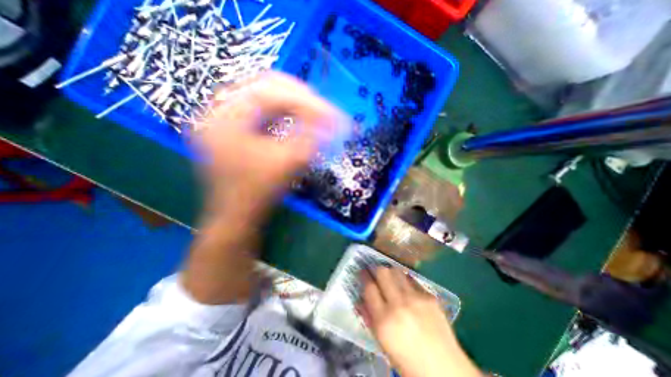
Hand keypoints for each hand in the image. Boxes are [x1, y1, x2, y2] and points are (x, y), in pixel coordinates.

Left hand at [193, 69, 340, 220]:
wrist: (236, 215)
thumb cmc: (259, 193)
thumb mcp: (287, 164)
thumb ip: (312, 137)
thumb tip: (335, 120)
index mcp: (225, 117)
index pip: (270, 92)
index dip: (305, 101)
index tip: (330, 113)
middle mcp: (219, 110)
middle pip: (265, 86)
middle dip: (300, 97)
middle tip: (324, 109)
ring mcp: (224, 117)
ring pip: (263, 94)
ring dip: (292, 102)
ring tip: (314, 112)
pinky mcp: (233, 126)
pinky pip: (260, 108)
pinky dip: (282, 111)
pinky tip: (297, 118)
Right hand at [359, 266, 479, 376]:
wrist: (445, 371)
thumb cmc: (407, 361)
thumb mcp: (382, 343)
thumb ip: (369, 318)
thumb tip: (360, 299)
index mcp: (384, 321)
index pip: (369, 288)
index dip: (364, 276)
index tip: (362, 272)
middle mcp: (399, 305)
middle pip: (382, 272)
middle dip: (376, 269)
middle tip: (375, 272)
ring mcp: (416, 298)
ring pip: (397, 271)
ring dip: (390, 272)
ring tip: (390, 278)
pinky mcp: (429, 297)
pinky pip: (412, 280)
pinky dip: (405, 281)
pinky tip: (407, 289)